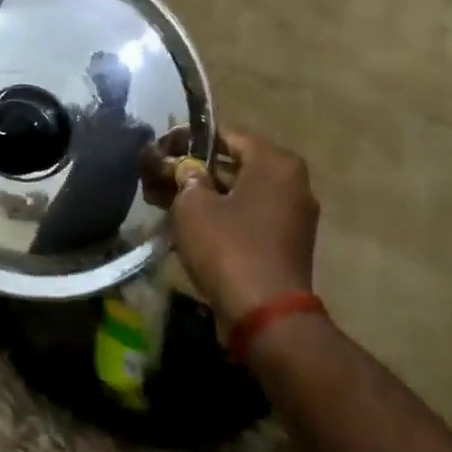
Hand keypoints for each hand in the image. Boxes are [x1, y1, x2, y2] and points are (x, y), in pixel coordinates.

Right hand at [170, 131, 319, 336]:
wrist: (266, 315)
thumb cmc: (228, 248)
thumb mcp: (193, 205)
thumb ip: (185, 176)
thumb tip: (184, 168)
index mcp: (275, 162)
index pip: (224, 135)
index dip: (187, 142)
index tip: (160, 154)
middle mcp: (292, 182)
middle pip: (233, 164)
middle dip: (194, 171)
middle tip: (159, 181)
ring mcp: (293, 214)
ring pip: (239, 192)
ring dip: (205, 195)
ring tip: (166, 205)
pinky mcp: (286, 242)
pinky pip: (248, 216)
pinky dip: (222, 216)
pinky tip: (190, 227)